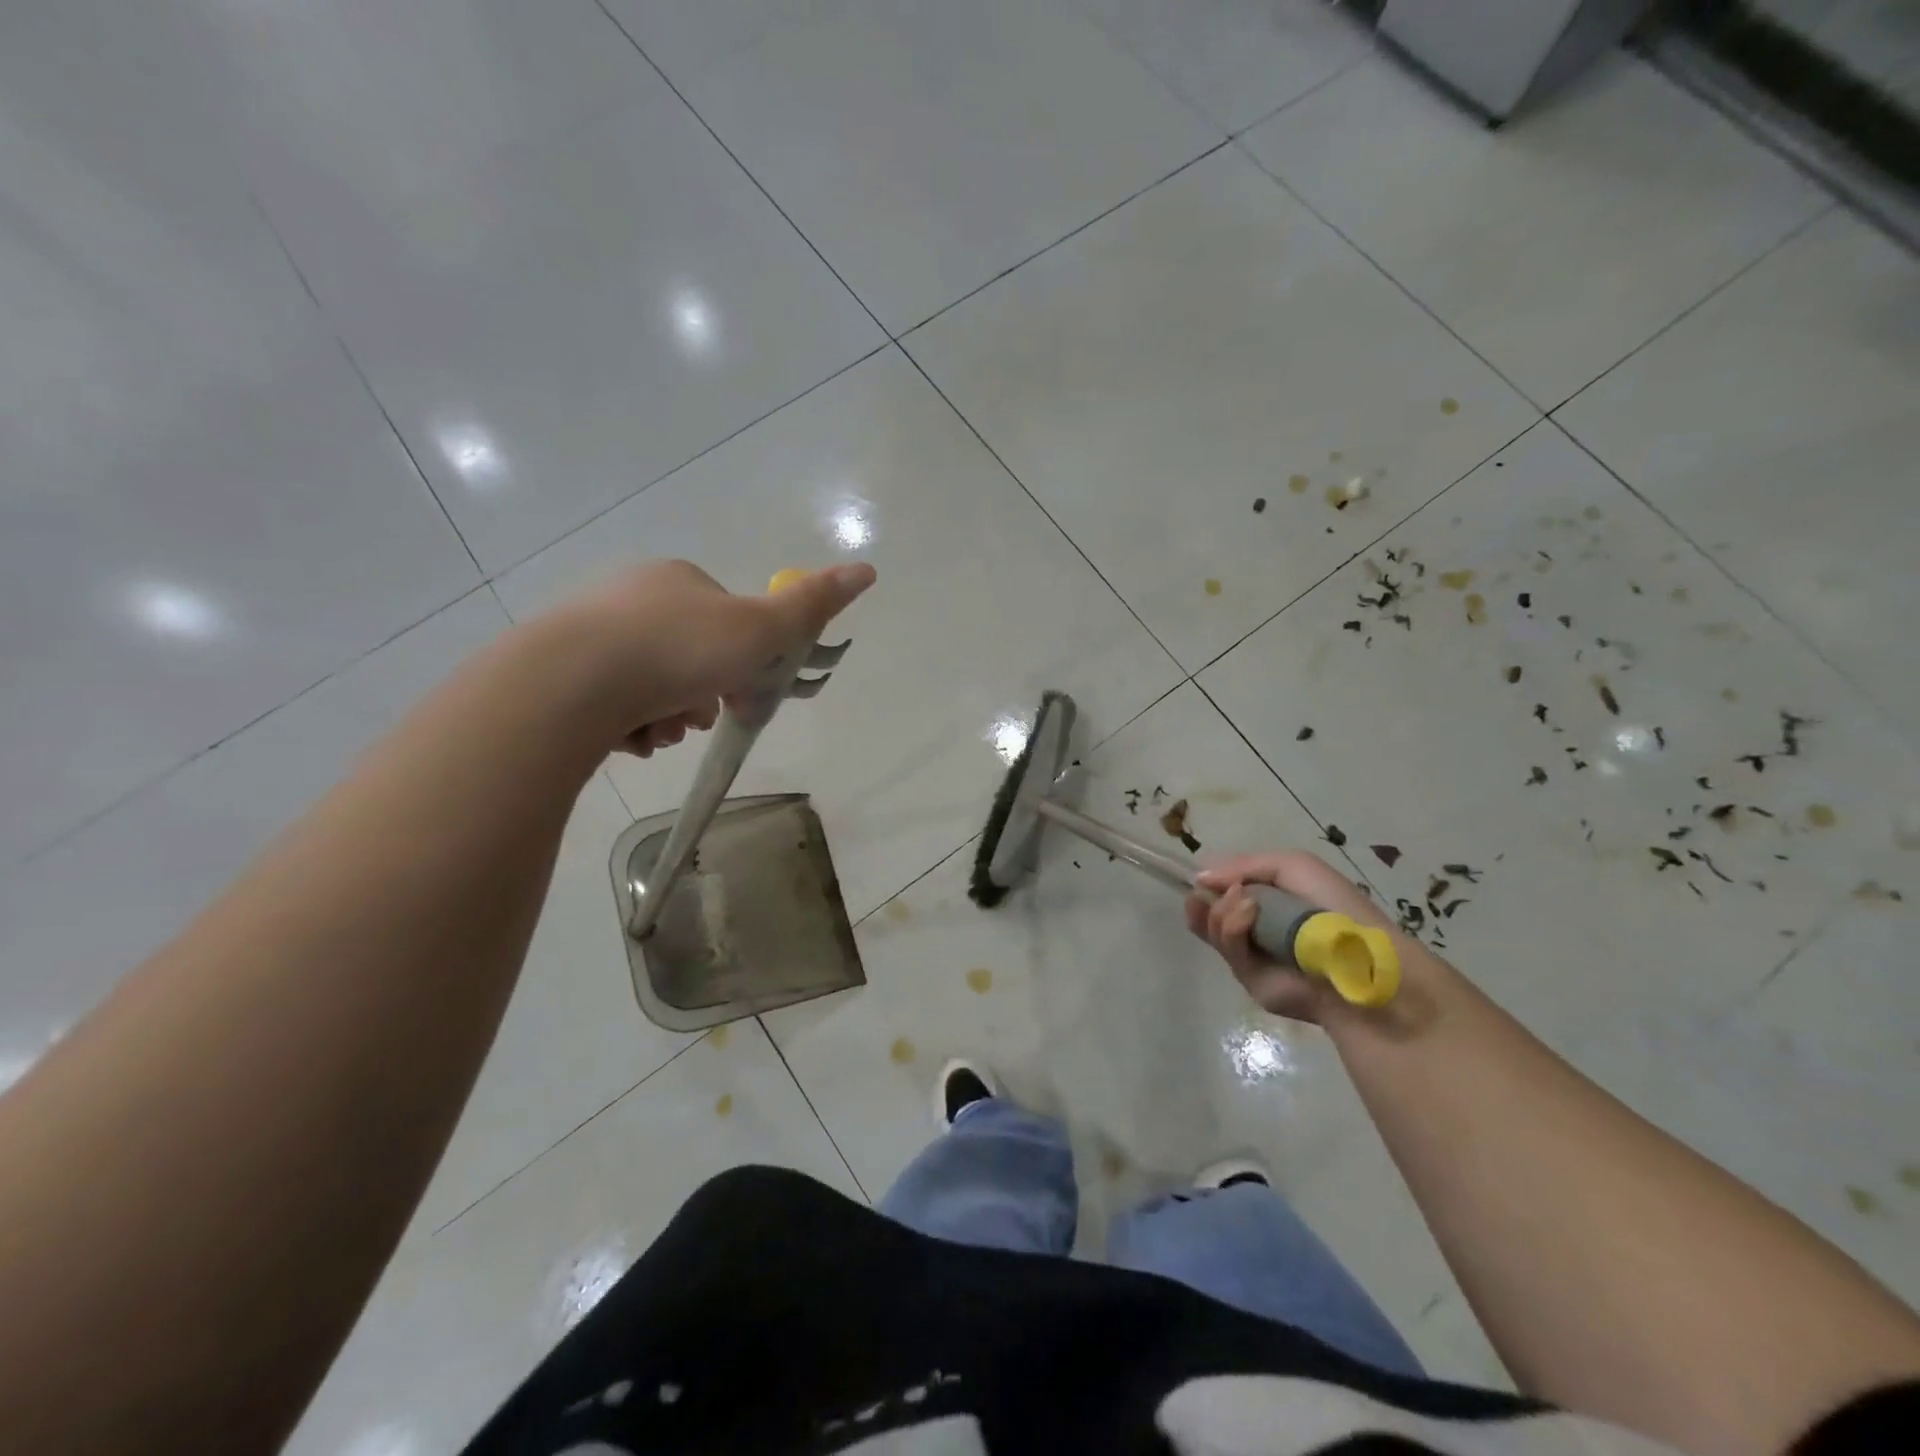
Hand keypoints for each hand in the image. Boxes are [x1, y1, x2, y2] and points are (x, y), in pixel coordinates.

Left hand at [550, 558, 875, 757]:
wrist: (572, 683)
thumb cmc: (679, 650)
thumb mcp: (760, 629)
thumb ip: (812, 606)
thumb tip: (868, 569)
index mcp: (679, 580)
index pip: (728, 622)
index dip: (743, 662)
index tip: (742, 692)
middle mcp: (632, 598)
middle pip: (691, 656)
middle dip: (703, 694)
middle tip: (698, 718)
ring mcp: (591, 632)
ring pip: (653, 684)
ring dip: (670, 715)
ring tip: (660, 732)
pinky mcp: (559, 671)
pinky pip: (614, 702)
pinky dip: (632, 724)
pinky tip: (629, 737)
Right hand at [1185, 850, 1389, 1021]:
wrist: (1360, 959)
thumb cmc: (1333, 905)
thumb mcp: (1291, 866)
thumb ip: (1244, 865)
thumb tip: (1200, 877)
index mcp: (1270, 900)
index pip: (1225, 890)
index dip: (1210, 881)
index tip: (1200, 876)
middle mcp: (1256, 927)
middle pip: (1208, 911)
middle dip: (1203, 898)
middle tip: (1205, 889)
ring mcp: (1251, 955)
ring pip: (1211, 929)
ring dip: (1220, 909)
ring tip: (1243, 900)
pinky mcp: (1249, 979)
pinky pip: (1227, 949)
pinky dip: (1232, 927)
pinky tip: (1247, 912)